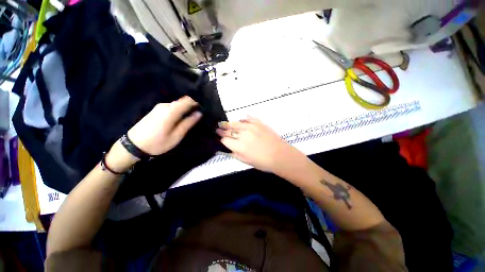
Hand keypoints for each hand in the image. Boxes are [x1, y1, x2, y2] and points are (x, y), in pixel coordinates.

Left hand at [128, 96, 201, 155]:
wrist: (133, 146)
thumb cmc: (157, 143)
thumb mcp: (177, 135)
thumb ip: (188, 123)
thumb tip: (199, 113)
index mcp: (171, 111)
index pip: (188, 100)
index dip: (198, 102)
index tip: (205, 108)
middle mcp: (165, 105)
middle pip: (183, 101)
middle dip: (193, 106)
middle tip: (200, 115)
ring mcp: (159, 107)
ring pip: (178, 104)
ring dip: (186, 108)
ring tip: (192, 117)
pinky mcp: (156, 110)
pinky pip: (172, 107)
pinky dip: (179, 110)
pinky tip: (181, 118)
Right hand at [217, 117, 304, 173]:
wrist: (280, 155)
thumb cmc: (262, 162)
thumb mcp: (245, 161)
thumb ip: (233, 153)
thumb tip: (224, 149)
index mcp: (239, 146)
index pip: (225, 140)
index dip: (220, 139)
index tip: (217, 138)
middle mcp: (243, 134)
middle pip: (229, 130)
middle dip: (222, 130)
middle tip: (217, 128)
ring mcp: (251, 127)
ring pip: (236, 123)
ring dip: (228, 123)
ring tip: (223, 123)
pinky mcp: (259, 123)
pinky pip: (248, 118)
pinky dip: (243, 119)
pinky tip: (240, 119)